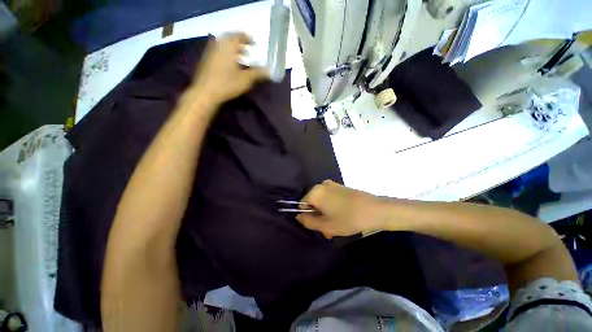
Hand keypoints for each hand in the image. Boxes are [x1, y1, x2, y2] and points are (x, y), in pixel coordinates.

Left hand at [191, 32, 268, 105]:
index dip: (246, 37)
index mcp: (229, 46)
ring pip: (222, 46)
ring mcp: (209, 54)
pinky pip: (216, 53)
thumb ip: (258, 73)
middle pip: (229, 39)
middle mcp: (218, 46)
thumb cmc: (225, 84)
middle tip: (247, 48)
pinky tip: (229, 65)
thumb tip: (270, 71)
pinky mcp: (204, 63)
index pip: (238, 35)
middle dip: (238, 42)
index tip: (253, 42)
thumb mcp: (245, 79)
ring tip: (240, 57)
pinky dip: (224, 55)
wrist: (203, 94)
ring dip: (231, 49)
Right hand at [296, 180, 387, 238]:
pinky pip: (333, 200)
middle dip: (319, 218)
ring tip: (338, 228)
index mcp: (315, 192)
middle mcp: (323, 185)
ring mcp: (335, 186)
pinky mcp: (345, 188)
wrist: (374, 211)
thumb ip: (308, 222)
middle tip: (329, 231)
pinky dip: (335, 210)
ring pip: (324, 204)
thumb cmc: (347, 219)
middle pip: (314, 204)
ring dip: (328, 216)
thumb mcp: (325, 226)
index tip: (320, 229)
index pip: (302, 206)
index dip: (309, 219)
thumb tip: (298, 216)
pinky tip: (345, 220)